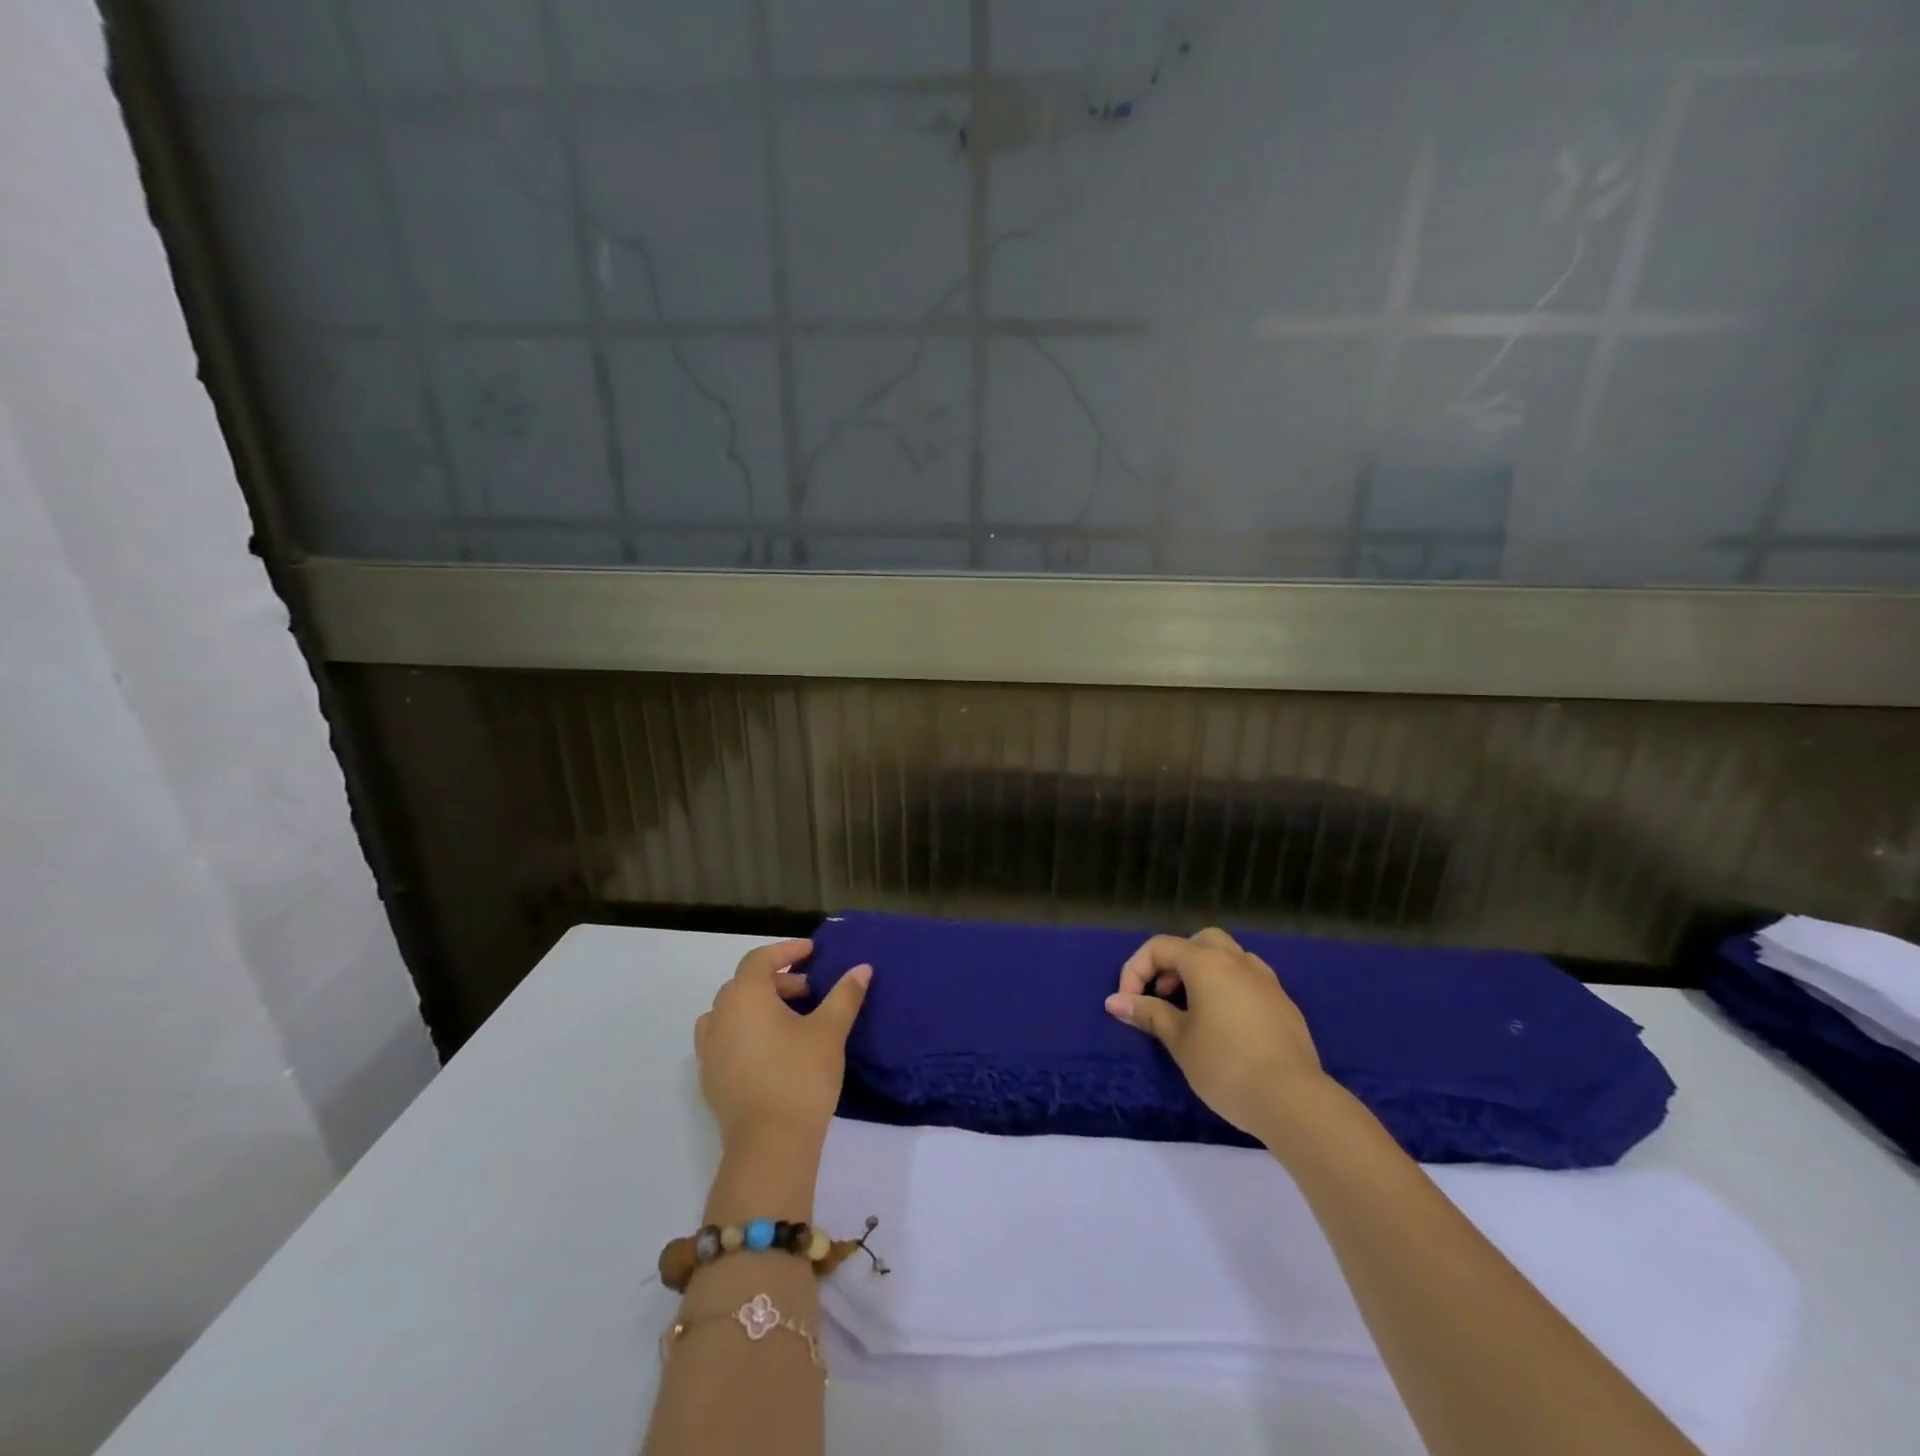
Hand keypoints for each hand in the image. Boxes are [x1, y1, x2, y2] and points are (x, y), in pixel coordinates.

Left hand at [694, 939, 870, 1154]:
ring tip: (788, 1019)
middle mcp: (719, 1016)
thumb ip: (845, 995)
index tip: (811, 952)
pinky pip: (724, 1039)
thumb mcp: (830, 1031)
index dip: (786, 951)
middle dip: (777, 980)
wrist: (769, 1146)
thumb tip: (862, 968)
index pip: (760, 959)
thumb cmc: (800, 1077)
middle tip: (809, 990)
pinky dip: (744, 1031)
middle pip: (745, 984)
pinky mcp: (709, 1078)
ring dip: (758, 1006)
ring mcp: (709, 1049)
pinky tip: (770, 1050)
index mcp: (745, 997)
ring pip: (731, 1012)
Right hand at [1106, 927, 1324, 1139]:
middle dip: (1175, 962)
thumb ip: (1149, 1013)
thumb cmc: (1225, 1064)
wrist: (1293, 1099)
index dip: (1136, 970)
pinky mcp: (1285, 1004)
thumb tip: (1115, 1001)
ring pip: (1229, 958)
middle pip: (1199, 941)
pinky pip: (1249, 981)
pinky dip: (1230, 990)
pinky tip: (1227, 1026)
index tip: (1129, 1005)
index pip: (1160, 947)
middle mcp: (1237, 961)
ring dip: (1205, 973)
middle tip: (1165, 995)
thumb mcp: (1179, 1040)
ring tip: (1194, 1010)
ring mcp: (1266, 981)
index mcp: (1206, 962)